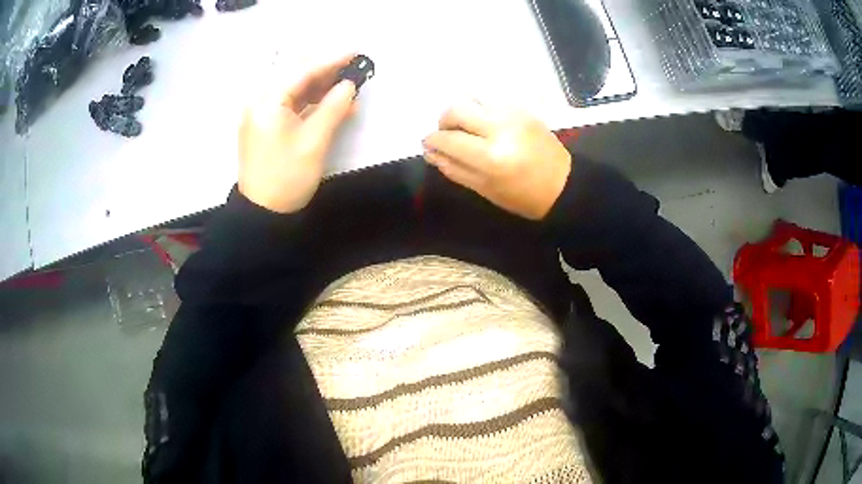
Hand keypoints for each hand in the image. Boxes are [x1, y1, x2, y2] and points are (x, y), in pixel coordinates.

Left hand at [238, 55, 356, 213]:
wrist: (262, 214)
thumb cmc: (287, 178)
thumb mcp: (315, 142)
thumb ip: (333, 108)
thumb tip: (349, 85)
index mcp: (267, 102)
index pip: (302, 71)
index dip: (330, 61)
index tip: (355, 54)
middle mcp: (259, 101)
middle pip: (294, 75)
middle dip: (324, 71)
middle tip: (352, 71)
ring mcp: (259, 113)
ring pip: (292, 88)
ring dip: (318, 85)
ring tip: (346, 87)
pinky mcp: (263, 125)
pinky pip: (288, 103)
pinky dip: (308, 101)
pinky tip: (329, 103)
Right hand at [422, 101, 571, 219]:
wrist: (564, 183)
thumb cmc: (523, 196)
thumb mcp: (485, 189)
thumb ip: (454, 168)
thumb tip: (430, 152)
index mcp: (491, 156)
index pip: (448, 138)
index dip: (432, 140)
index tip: (427, 143)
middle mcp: (500, 127)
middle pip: (456, 109)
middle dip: (443, 120)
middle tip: (446, 134)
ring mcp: (512, 113)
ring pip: (472, 97)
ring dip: (462, 111)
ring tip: (466, 127)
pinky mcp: (522, 108)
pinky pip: (490, 99)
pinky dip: (479, 108)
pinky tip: (484, 123)